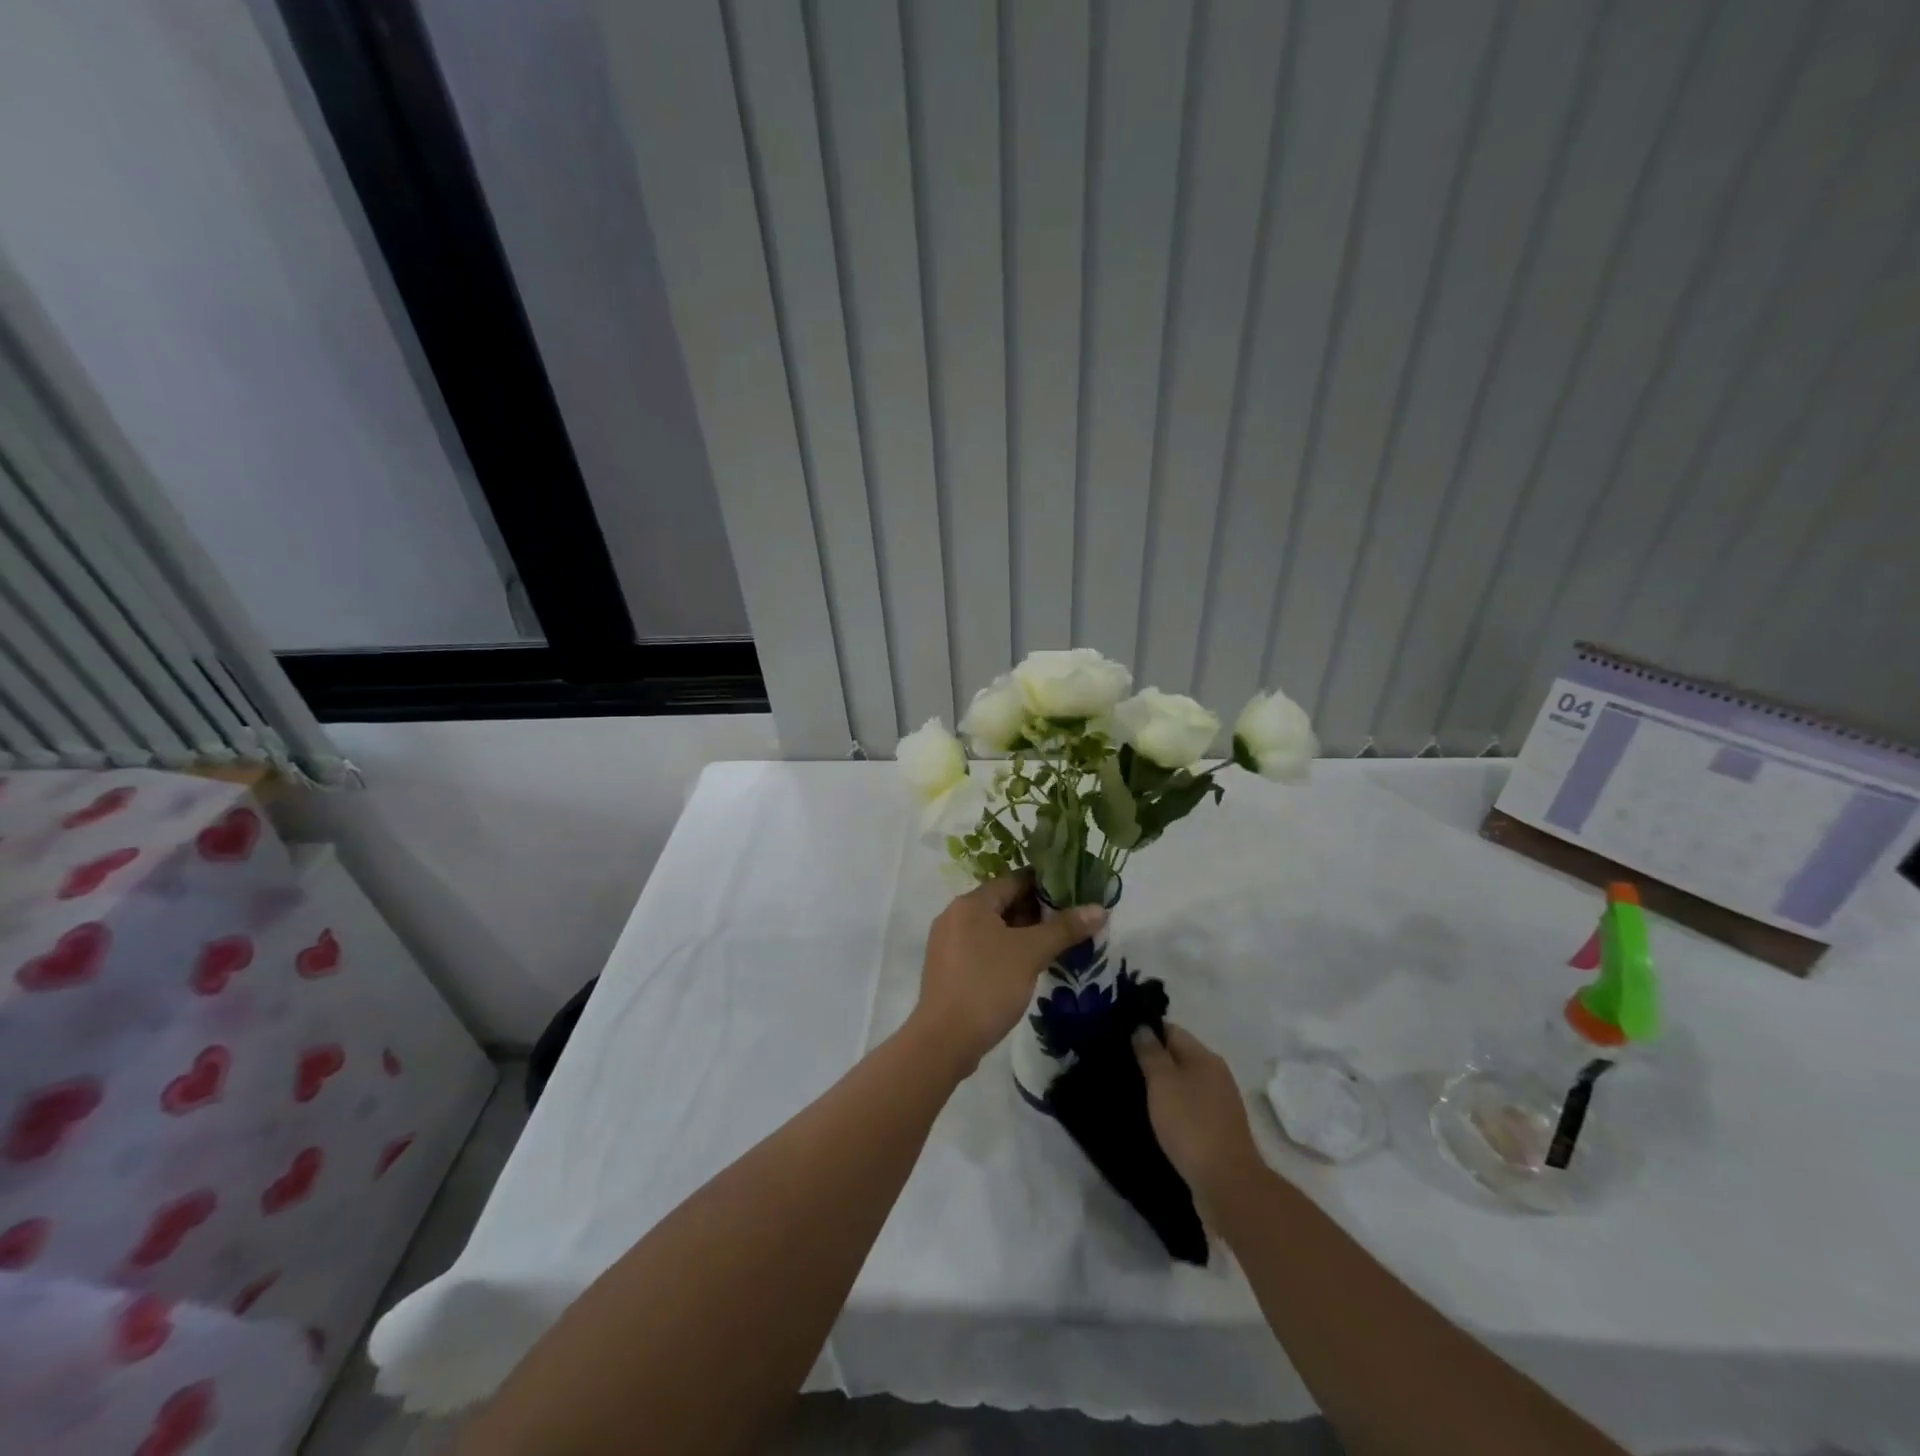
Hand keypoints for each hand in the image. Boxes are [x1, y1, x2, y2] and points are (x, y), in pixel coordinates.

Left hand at [911, 873, 1106, 1074]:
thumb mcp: (1031, 954)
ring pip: (993, 928)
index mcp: (971, 903)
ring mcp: (948, 943)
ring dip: (1023, 933)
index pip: (1014, 880)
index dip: (1045, 885)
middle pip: (1003, 903)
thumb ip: (1064, 928)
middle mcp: (955, 915)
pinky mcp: (948, 968)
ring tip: (1056, 944)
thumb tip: (1100, 909)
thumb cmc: (988, 985)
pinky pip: (983, 948)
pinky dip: (1006, 950)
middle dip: (1037, 912)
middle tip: (1071, 922)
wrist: (944, 1040)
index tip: (1074, 893)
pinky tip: (1028, 966)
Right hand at [1133, 1023, 1264, 1221]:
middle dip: (1152, 1059)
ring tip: (1132, 1092)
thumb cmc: (1190, 1125)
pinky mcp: (1218, 1130)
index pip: (1171, 1030)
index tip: (1120, 1039)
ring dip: (1162, 1086)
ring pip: (1183, 1083)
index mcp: (1205, 1057)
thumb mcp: (1163, 1083)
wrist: (1227, 1183)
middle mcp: (1216, 1075)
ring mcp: (1219, 1104)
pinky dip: (1172, 1108)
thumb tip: (1142, 1027)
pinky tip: (1155, 1118)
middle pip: (1178, 1056)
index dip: (1146, 1031)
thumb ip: (1150, 1053)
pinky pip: (1189, 1107)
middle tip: (1121, 1066)